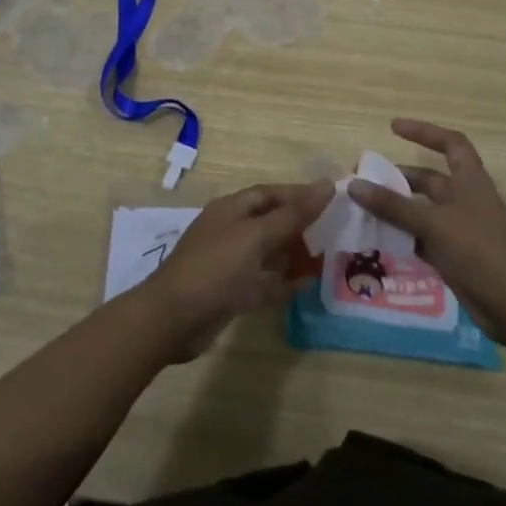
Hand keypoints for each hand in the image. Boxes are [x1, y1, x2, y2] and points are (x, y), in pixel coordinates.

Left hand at [135, 181, 332, 359]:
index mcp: (231, 209)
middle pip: (269, 221)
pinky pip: (262, 282)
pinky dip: (282, 283)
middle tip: (333, 231)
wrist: (172, 320)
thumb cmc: (214, 268)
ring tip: (325, 257)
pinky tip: (306, 286)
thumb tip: (328, 185)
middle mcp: (229, 231)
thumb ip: (293, 214)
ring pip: (267, 253)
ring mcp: (228, 263)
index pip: (269, 193)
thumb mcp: (256, 236)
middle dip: (298, 225)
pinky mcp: (229, 293)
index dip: (298, 194)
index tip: (330, 199)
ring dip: (292, 254)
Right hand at [348, 119, 505, 342]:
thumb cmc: (478, 250)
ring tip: (364, 209)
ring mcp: (460, 229)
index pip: (450, 143)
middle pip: (430, 180)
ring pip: (423, 211)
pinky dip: (404, 236)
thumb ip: (393, 206)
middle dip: (399, 178)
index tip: (393, 128)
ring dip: (397, 209)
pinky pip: (423, 238)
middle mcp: (465, 200)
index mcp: (470, 181)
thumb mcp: (433, 224)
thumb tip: (355, 185)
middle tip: (365, 180)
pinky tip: (379, 240)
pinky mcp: (455, 255)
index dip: (424, 131)